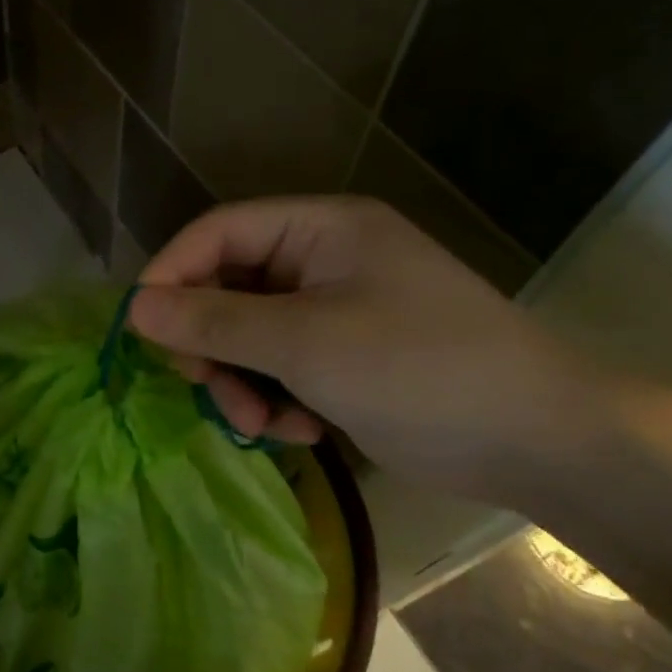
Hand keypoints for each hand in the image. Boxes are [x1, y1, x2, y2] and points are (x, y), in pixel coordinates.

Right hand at [129, 196, 608, 503]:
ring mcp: (333, 311)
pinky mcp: (342, 358)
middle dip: (211, 344)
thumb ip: (214, 321)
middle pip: (226, 287)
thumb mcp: (305, 342)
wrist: (538, 442)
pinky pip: (277, 368)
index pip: (218, 232)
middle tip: (205, 388)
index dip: (171, 273)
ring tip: (262, 423)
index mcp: (321, 229)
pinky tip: (303, 430)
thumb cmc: (421, 370)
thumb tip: (133, 308)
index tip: (140, 329)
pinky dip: (276, 400)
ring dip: (241, 382)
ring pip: (246, 336)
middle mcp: (322, 260)